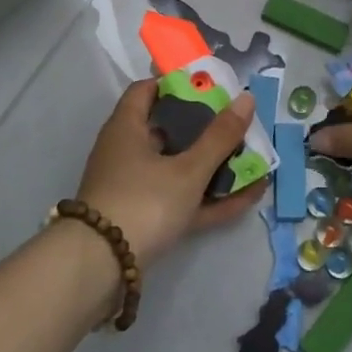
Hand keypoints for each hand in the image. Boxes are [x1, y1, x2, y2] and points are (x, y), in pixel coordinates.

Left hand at [74, 81, 264, 269]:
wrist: (99, 269)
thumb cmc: (142, 202)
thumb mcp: (188, 170)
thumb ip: (219, 137)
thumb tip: (246, 98)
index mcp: (127, 128)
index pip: (147, 90)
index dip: (176, 83)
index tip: (209, 86)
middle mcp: (127, 153)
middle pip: (168, 129)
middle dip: (204, 127)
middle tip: (237, 123)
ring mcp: (134, 188)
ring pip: (178, 167)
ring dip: (213, 164)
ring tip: (251, 159)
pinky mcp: (144, 219)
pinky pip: (183, 199)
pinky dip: (211, 197)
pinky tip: (249, 196)